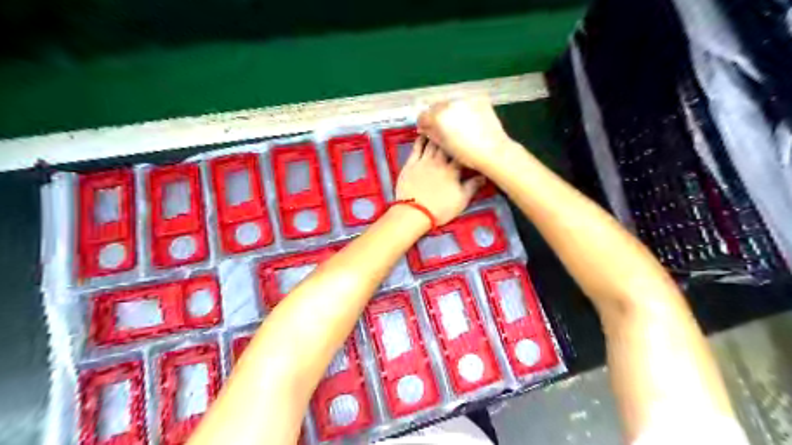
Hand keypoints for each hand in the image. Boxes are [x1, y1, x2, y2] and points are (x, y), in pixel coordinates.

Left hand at [394, 135, 481, 224]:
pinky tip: (423, 134)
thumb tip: (483, 176)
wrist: (414, 213)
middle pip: (446, 145)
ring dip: (437, 134)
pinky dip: (420, 139)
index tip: (469, 143)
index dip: (466, 147)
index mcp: (452, 171)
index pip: (461, 154)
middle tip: (455, 130)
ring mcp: (423, 162)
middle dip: (451, 137)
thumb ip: (473, 186)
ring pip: (432, 143)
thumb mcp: (461, 201)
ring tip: (441, 126)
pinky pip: (416, 148)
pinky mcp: (410, 164)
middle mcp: (439, 162)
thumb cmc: (439, 209)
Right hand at [417, 98, 516, 172]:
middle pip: (436, 106)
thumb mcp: (444, 146)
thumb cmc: (466, 153)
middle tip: (442, 126)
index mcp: (438, 117)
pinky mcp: (479, 98)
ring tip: (458, 124)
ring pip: (451, 102)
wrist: (493, 150)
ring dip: (450, 111)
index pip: (423, 115)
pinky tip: (470, 120)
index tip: (426, 129)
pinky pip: (466, 102)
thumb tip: (425, 128)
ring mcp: (465, 99)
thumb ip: (431, 134)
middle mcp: (450, 104)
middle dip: (436, 115)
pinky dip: (464, 108)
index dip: (423, 123)